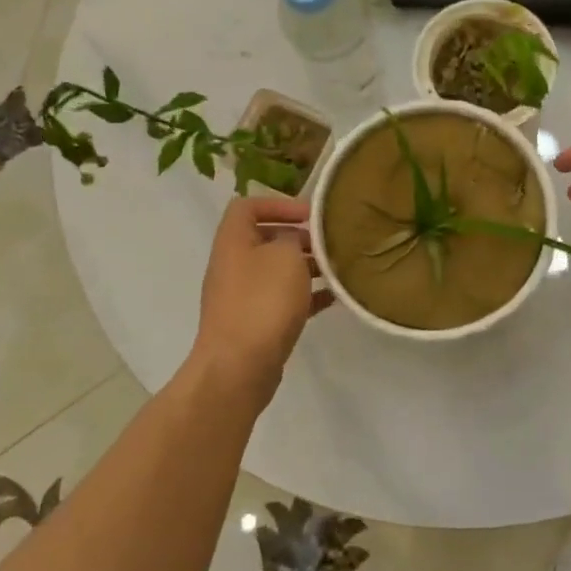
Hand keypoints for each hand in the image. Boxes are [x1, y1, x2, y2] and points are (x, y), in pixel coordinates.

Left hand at [188, 196, 330, 410]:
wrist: (239, 367)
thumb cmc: (262, 301)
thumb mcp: (286, 256)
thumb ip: (293, 238)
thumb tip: (294, 240)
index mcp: (233, 240)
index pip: (248, 206)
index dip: (278, 204)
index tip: (309, 216)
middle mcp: (233, 264)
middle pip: (266, 239)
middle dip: (299, 238)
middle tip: (329, 243)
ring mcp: (242, 296)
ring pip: (277, 271)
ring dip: (306, 268)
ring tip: (337, 270)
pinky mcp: (254, 323)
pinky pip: (282, 300)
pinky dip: (306, 296)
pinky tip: (333, 298)